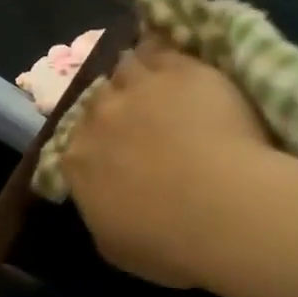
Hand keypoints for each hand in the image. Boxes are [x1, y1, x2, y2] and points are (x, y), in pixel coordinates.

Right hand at [60, 40, 272, 286]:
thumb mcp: (116, 246)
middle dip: (114, 109)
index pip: (75, 144)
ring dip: (136, 76)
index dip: (95, 146)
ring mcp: (137, 88)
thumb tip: (103, 202)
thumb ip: (101, 214)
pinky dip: (165, 57)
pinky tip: (179, 66)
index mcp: (77, 162)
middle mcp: (98, 117)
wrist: (222, 209)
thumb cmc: (167, 242)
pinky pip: (162, 50)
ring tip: (158, 86)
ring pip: (125, 67)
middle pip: (98, 100)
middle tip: (139, 121)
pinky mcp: (179, 69)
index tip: (113, 155)